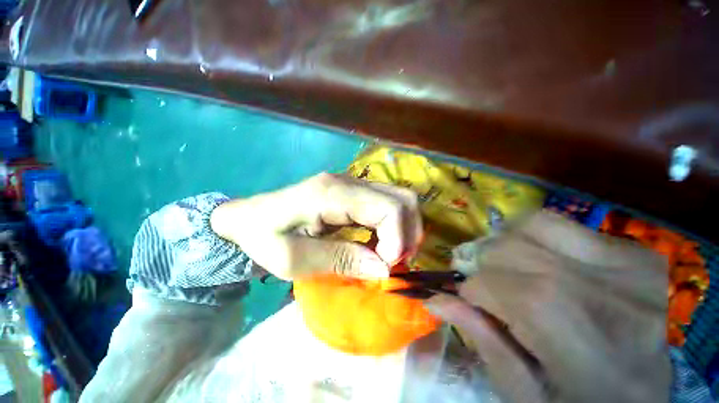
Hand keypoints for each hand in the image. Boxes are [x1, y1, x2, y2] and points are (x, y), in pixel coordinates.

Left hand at [210, 173, 421, 279]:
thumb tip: (383, 269)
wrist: (249, 217)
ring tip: (389, 255)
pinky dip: (393, 226)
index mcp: (332, 194)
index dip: (397, 240)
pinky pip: (387, 204)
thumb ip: (340, 260)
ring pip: (399, 199)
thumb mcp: (294, 260)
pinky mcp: (353, 191)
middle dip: (408, 234)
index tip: (385, 267)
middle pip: (402, 199)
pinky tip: (380, 244)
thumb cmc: (263, 238)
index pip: (388, 208)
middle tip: (394, 262)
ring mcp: (352, 184)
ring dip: (404, 229)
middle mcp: (348, 182)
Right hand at [426, 212, 670, 402]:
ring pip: (533, 224)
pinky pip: (565, 224)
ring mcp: (630, 266)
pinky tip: (541, 259)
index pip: (494, 286)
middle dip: (482, 263)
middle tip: (482, 280)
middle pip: (510, 250)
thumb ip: (481, 339)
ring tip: (508, 265)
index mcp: (580, 342)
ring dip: (506, 243)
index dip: (471, 290)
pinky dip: (536, 235)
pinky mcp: (637, 254)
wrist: (648, 402)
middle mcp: (608, 294)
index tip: (470, 301)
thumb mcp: (524, 394)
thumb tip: (433, 299)